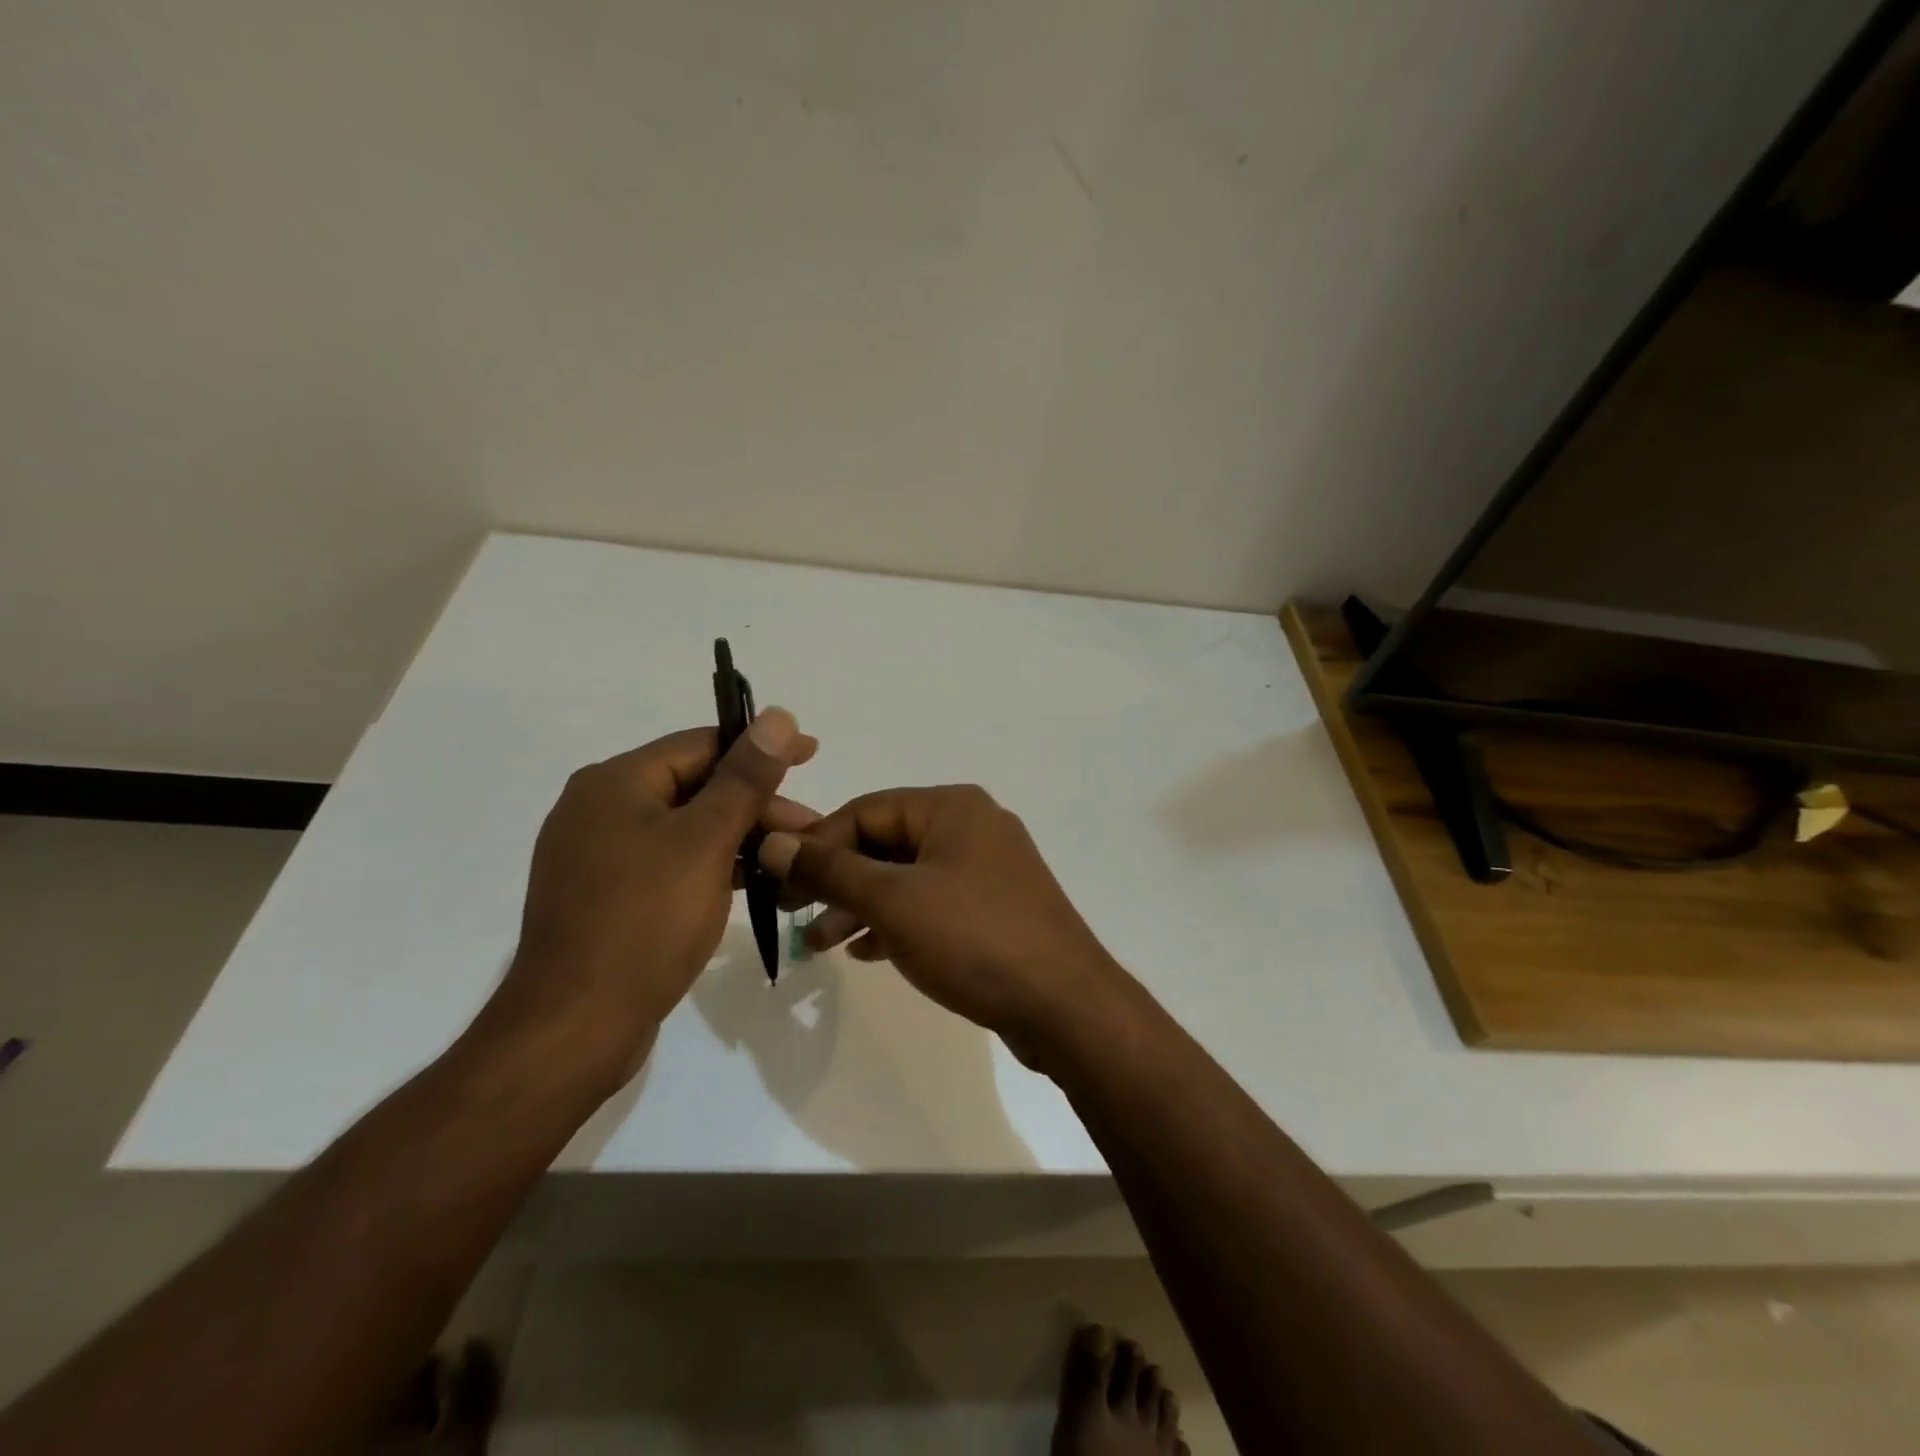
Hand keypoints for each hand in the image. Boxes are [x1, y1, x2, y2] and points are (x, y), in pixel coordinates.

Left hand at [471, 711, 817, 1094]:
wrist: (574, 1028)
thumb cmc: (644, 922)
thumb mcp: (705, 841)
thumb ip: (745, 777)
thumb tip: (780, 715)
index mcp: (614, 783)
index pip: (702, 745)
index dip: (762, 748)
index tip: (812, 755)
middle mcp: (598, 809)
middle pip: (694, 786)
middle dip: (756, 803)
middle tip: (810, 828)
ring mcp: (598, 856)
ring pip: (685, 828)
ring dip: (739, 836)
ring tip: (789, 857)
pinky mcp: (606, 897)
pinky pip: (669, 862)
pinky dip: (711, 865)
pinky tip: (749, 882)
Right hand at [758, 785, 1128, 1065]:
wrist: (1065, 1005)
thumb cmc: (974, 938)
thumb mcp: (893, 901)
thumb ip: (831, 870)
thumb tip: (774, 843)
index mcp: (952, 807)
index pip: (865, 810)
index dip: (816, 843)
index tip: (777, 882)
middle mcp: (972, 826)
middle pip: (886, 842)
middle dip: (837, 879)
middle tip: (793, 915)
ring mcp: (987, 869)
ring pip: (907, 877)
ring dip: (861, 905)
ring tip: (821, 944)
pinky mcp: (994, 907)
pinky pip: (932, 903)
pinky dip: (897, 922)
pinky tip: (867, 952)